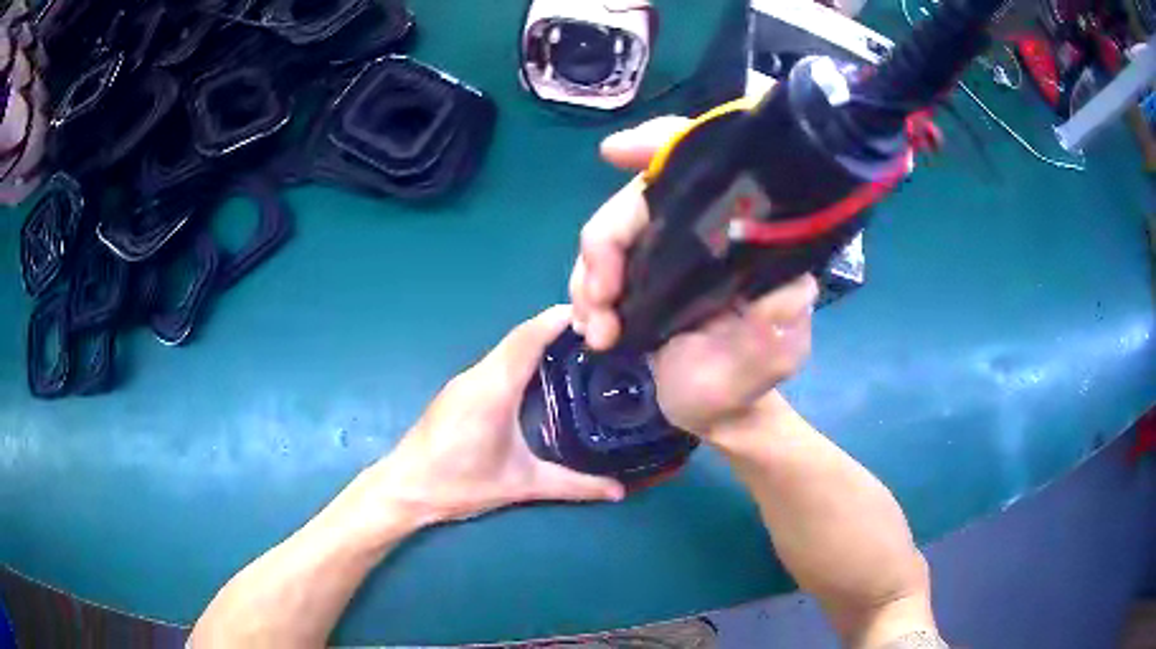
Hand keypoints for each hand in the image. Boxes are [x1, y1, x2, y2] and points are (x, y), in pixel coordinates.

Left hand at [365, 306, 624, 526]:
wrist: (404, 488)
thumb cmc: (458, 484)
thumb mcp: (520, 485)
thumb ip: (573, 486)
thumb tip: (618, 490)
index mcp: (493, 389)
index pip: (528, 338)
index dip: (559, 319)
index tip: (596, 315)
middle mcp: (478, 375)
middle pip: (520, 337)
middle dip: (557, 327)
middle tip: (599, 334)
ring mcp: (465, 381)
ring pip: (507, 348)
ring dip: (539, 340)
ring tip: (579, 349)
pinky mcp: (459, 391)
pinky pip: (497, 362)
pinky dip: (523, 356)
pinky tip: (542, 375)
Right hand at [570, 117, 818, 434]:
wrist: (702, 412)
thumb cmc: (739, 382)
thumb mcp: (771, 359)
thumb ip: (779, 329)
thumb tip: (787, 289)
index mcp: (740, 237)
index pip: (708, 167)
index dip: (662, 143)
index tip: (615, 152)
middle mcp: (701, 231)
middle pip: (637, 200)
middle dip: (605, 244)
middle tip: (599, 300)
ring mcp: (662, 251)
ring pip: (607, 232)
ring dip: (589, 277)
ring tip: (597, 332)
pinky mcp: (634, 273)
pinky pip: (595, 263)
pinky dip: (584, 291)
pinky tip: (590, 327)